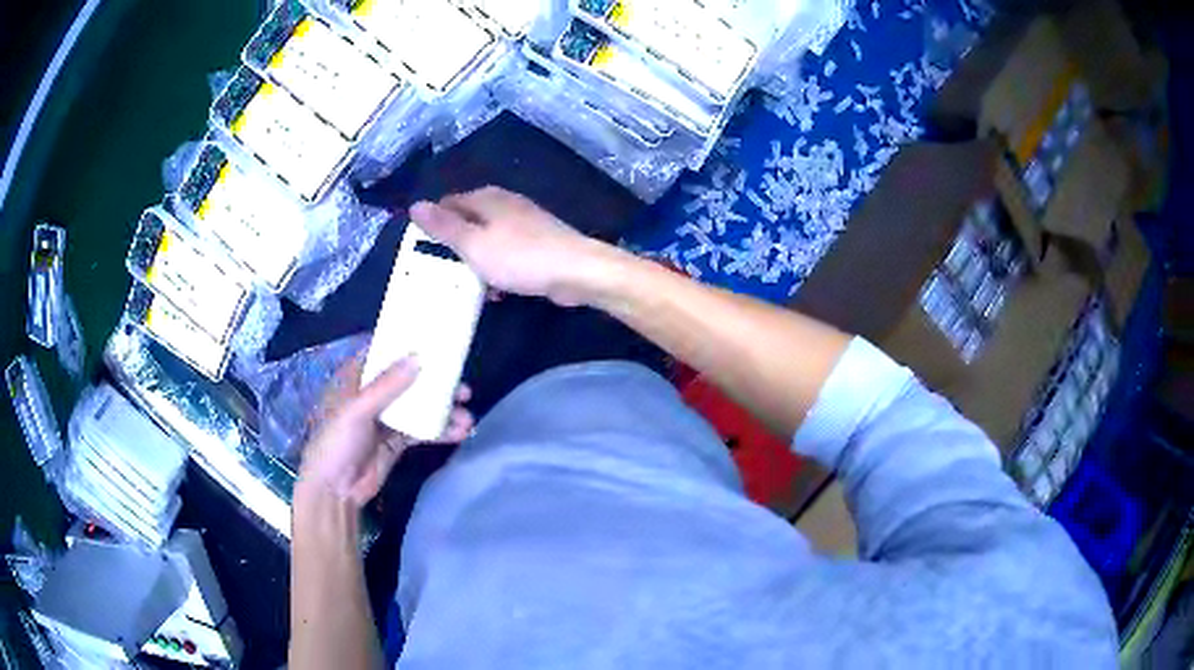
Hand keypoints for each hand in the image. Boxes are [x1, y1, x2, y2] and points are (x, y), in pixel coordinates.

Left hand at [297, 356, 473, 507]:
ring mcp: (386, 420)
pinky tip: (460, 433)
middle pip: (407, 381)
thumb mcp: (357, 411)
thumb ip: (387, 385)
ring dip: (443, 410)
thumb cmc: (337, 443)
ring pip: (419, 407)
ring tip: (468, 416)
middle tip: (462, 386)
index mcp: (355, 379)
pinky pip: (422, 431)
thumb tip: (419, 358)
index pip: (382, 355)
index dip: (406, 347)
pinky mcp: (396, 442)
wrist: (334, 490)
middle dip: (436, 383)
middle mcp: (372, 396)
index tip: (435, 341)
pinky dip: (440, 431)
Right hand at [409, 187, 619, 306]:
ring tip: (468, 287)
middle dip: (456, 247)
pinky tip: (497, 291)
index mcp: (486, 198)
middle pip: (468, 221)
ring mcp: (524, 223)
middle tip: (443, 273)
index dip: (433, 225)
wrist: (577, 271)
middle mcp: (504, 204)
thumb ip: (444, 226)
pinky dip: (498, 269)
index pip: (448, 204)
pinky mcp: (539, 243)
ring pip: (488, 240)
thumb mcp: (473, 244)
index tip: (421, 252)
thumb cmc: (519, 257)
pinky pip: (507, 254)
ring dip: (477, 262)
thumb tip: (415, 204)